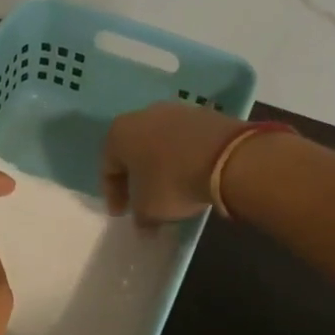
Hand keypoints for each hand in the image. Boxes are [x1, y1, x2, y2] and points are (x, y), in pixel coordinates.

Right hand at [102, 102, 243, 221]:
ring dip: (161, 166)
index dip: (112, 195)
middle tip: (142, 200)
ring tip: (170, 189)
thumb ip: (140, 216)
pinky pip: (184, 141)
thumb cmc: (172, 182)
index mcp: (119, 134)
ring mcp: (176, 111)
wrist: (226, 158)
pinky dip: (183, 158)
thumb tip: (144, 223)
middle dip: (136, 177)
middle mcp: (143, 115)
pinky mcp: (204, 115)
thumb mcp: (148, 209)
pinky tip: (192, 175)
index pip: (108, 168)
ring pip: (159, 144)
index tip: (122, 214)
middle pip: (133, 152)